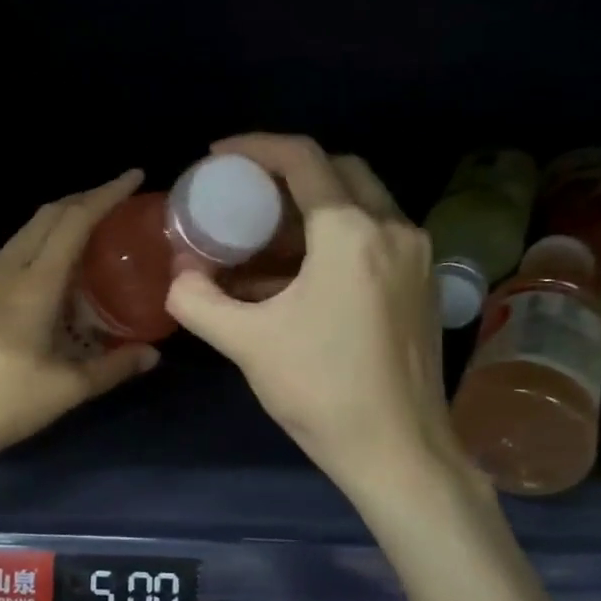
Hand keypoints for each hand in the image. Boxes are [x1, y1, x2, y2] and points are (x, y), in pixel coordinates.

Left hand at [0, 170, 160, 469]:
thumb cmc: (3, 405)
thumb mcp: (66, 389)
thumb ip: (112, 367)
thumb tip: (152, 354)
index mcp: (33, 284)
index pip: (74, 221)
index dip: (105, 194)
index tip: (134, 177)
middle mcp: (5, 270)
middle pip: (47, 216)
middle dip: (84, 199)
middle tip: (117, 201)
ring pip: (25, 232)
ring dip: (59, 221)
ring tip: (89, 232)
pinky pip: (10, 253)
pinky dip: (39, 244)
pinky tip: (50, 271)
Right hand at [166, 134, 481, 507]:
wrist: (400, 453)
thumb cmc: (322, 391)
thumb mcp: (246, 343)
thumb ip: (198, 301)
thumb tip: (179, 277)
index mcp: (351, 233)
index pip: (302, 159)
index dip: (254, 147)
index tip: (216, 156)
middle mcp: (394, 229)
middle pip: (338, 170)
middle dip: (286, 173)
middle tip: (243, 194)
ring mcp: (416, 257)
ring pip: (360, 202)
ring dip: (310, 207)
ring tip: (262, 237)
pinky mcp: (422, 284)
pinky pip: (374, 236)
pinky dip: (333, 236)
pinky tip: (297, 275)